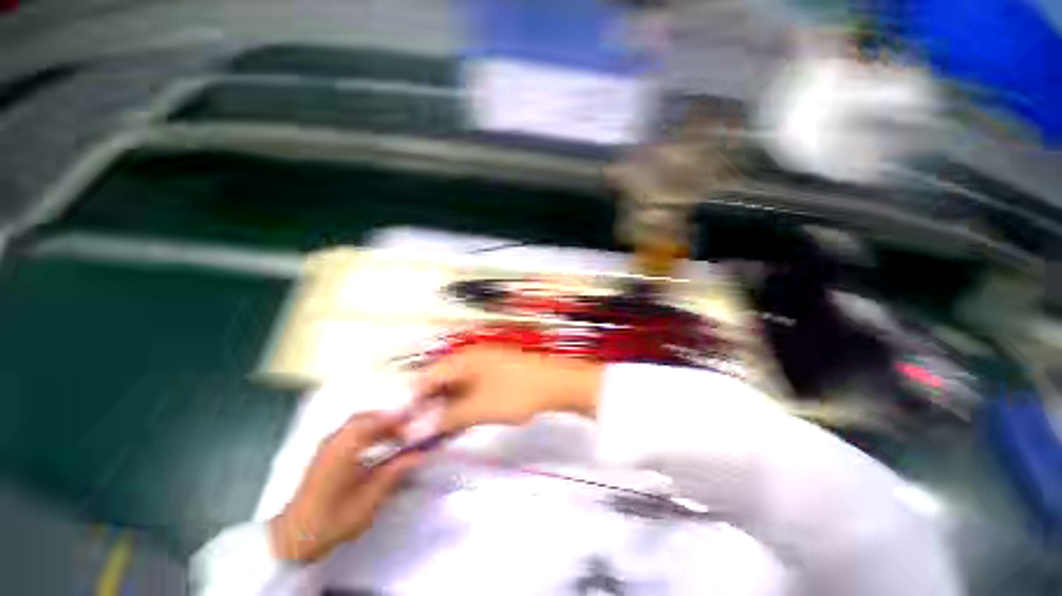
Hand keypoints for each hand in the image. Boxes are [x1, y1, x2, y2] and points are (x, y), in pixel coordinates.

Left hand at [270, 412, 422, 562]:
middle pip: (366, 418)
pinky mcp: (326, 453)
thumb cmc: (332, 522)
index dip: (397, 417)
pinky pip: (352, 432)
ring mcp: (328, 446)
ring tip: (399, 437)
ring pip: (359, 423)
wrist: (294, 539)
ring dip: (380, 425)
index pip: (374, 422)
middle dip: (390, 419)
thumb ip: (394, 472)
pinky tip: (380, 445)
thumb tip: (421, 454)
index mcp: (343, 450)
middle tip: (410, 430)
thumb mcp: (369, 500)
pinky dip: (369, 431)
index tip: (418, 421)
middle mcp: (334, 441)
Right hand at [412, 347, 603, 434]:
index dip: (412, 403)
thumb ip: (445, 419)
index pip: (424, 378)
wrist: (557, 384)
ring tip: (441, 432)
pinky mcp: (495, 373)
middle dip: (429, 408)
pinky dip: (463, 404)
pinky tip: (462, 421)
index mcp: (461, 359)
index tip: (405, 429)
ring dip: (446, 408)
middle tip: (424, 435)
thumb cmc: (515, 393)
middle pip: (439, 382)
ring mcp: (483, 364)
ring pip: (455, 387)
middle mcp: (469, 357)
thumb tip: (413, 432)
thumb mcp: (478, 408)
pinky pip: (470, 388)